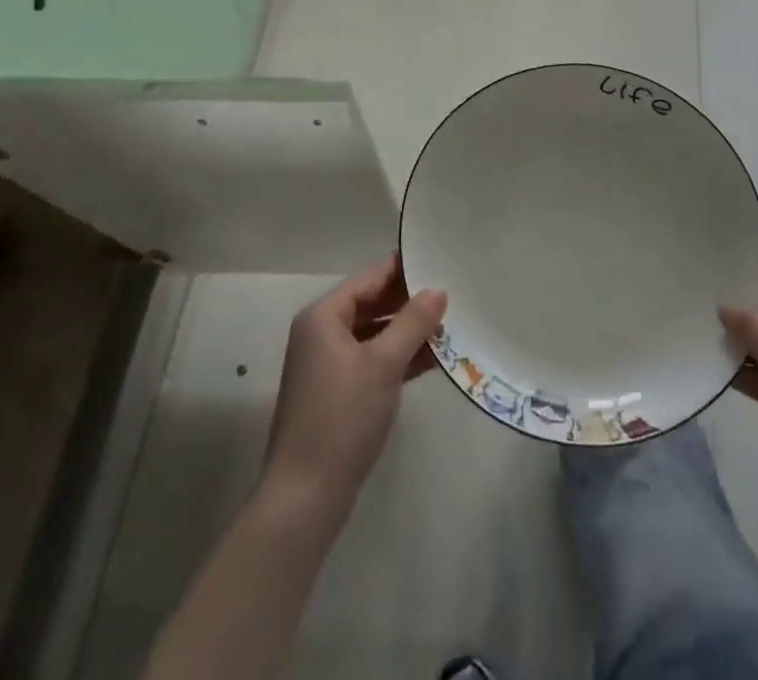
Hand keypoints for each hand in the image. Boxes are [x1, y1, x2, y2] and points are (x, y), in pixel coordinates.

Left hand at [260, 254, 447, 527]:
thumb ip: (413, 322)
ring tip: (450, 325)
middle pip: (372, 304)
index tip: (440, 260)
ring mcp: (329, 364)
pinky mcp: (338, 392)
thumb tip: (438, 290)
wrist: (305, 498)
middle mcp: (322, 333)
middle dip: (410, 301)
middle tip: (452, 294)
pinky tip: (433, 359)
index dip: (404, 269)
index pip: (370, 278)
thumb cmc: (342, 418)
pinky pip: (373, 360)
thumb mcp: (383, 364)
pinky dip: (399, 357)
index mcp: (324, 316)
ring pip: (375, 333)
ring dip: (408, 331)